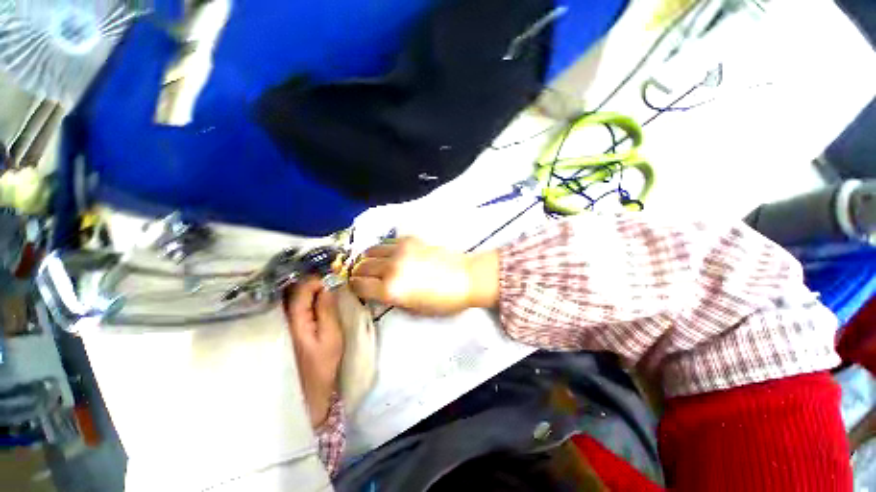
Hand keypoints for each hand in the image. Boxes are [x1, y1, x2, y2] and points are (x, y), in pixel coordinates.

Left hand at [285, 278, 342, 427]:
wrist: (308, 390)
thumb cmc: (322, 365)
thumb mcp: (331, 336)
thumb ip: (327, 308)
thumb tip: (329, 283)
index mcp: (293, 319)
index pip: (302, 287)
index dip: (319, 278)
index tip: (336, 275)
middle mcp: (283, 316)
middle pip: (294, 288)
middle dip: (313, 278)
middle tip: (334, 275)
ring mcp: (282, 321)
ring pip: (293, 294)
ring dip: (309, 285)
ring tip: (328, 281)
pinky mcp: (286, 325)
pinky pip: (294, 303)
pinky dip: (306, 295)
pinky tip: (318, 294)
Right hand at [349, 237, 499, 315]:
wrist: (466, 277)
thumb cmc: (443, 301)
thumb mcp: (414, 310)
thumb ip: (391, 299)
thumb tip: (376, 291)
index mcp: (391, 289)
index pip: (358, 285)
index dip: (354, 288)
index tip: (357, 288)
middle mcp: (391, 267)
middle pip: (361, 266)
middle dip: (359, 273)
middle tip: (364, 277)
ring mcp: (400, 250)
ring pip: (370, 251)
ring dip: (368, 259)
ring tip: (374, 265)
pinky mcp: (409, 239)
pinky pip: (386, 242)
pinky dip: (381, 249)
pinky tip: (388, 255)